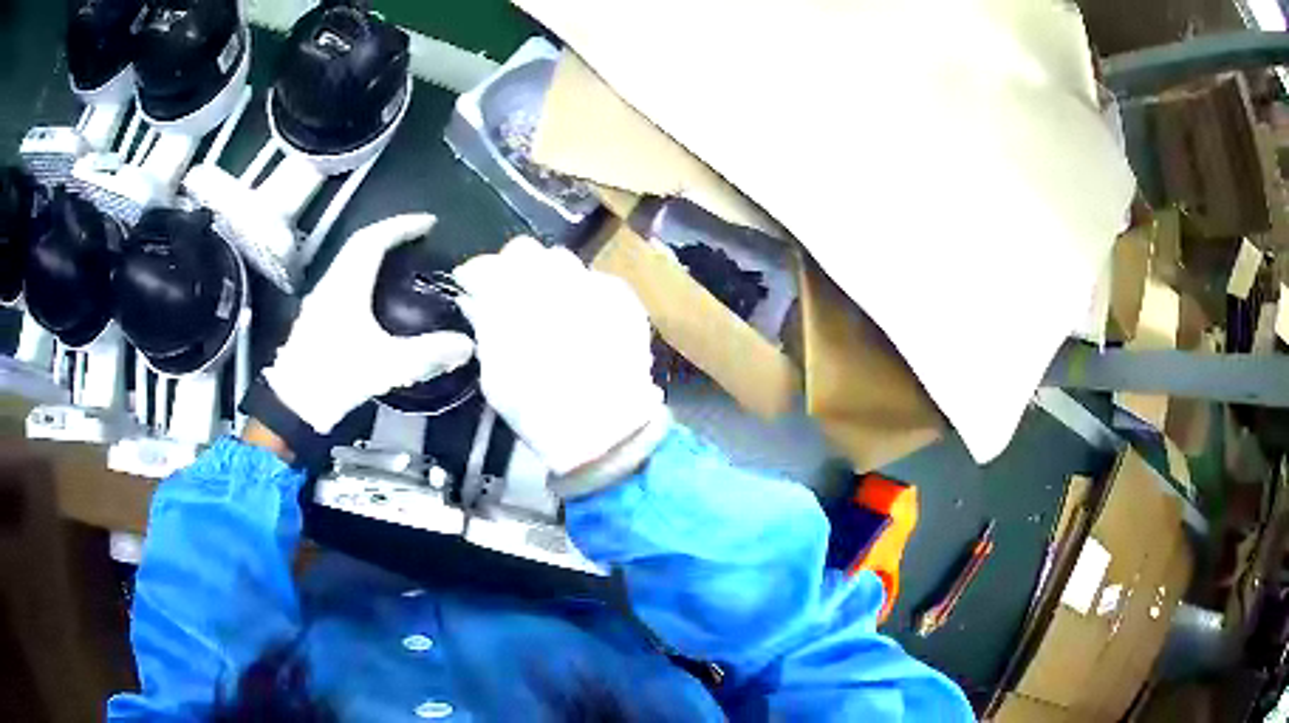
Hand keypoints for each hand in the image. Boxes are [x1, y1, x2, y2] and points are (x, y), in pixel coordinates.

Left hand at [263, 215, 474, 433]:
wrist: (293, 404)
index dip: (402, 225)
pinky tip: (375, 291)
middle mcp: (332, 283)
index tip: (429, 222)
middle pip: (359, 243)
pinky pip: (343, 278)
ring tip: (400, 257)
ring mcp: (321, 299)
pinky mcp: (316, 316)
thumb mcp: (386, 366)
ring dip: (375, 250)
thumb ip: (427, 354)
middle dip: (390, 232)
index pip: (374, 239)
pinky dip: (363, 271)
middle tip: (418, 234)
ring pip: (349, 260)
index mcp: (348, 285)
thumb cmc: (335, 377)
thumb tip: (466, 345)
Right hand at [453, 237, 666, 480]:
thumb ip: (484, 328)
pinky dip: (581, 290)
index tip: (472, 288)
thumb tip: (474, 301)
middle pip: (523, 250)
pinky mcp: (621, 297)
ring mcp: (590, 284)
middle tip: (511, 292)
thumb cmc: (538, 411)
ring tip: (549, 302)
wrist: (605, 430)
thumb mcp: (494, 377)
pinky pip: (593, 278)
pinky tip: (582, 316)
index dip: (475, 275)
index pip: (484, 266)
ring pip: (561, 258)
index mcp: (510, 298)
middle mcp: (550, 279)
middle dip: (512, 267)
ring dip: (548, 274)